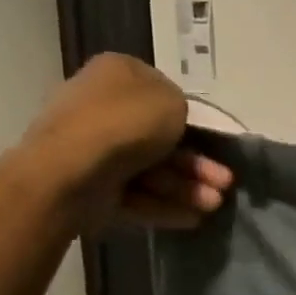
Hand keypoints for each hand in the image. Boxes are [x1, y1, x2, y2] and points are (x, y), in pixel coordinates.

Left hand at [19, 54, 232, 231]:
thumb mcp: (172, 100)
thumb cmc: (127, 123)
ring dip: (187, 188)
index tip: (210, 139)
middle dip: (196, 164)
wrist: (71, 169)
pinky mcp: (91, 186)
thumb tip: (172, 120)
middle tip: (224, 183)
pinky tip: (191, 218)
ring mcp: (92, 149)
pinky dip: (163, 205)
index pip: (159, 93)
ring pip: (151, 169)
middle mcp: (100, 107)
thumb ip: (180, 107)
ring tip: (213, 205)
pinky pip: (135, 194)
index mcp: (116, 75)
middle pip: (160, 139)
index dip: (188, 118)